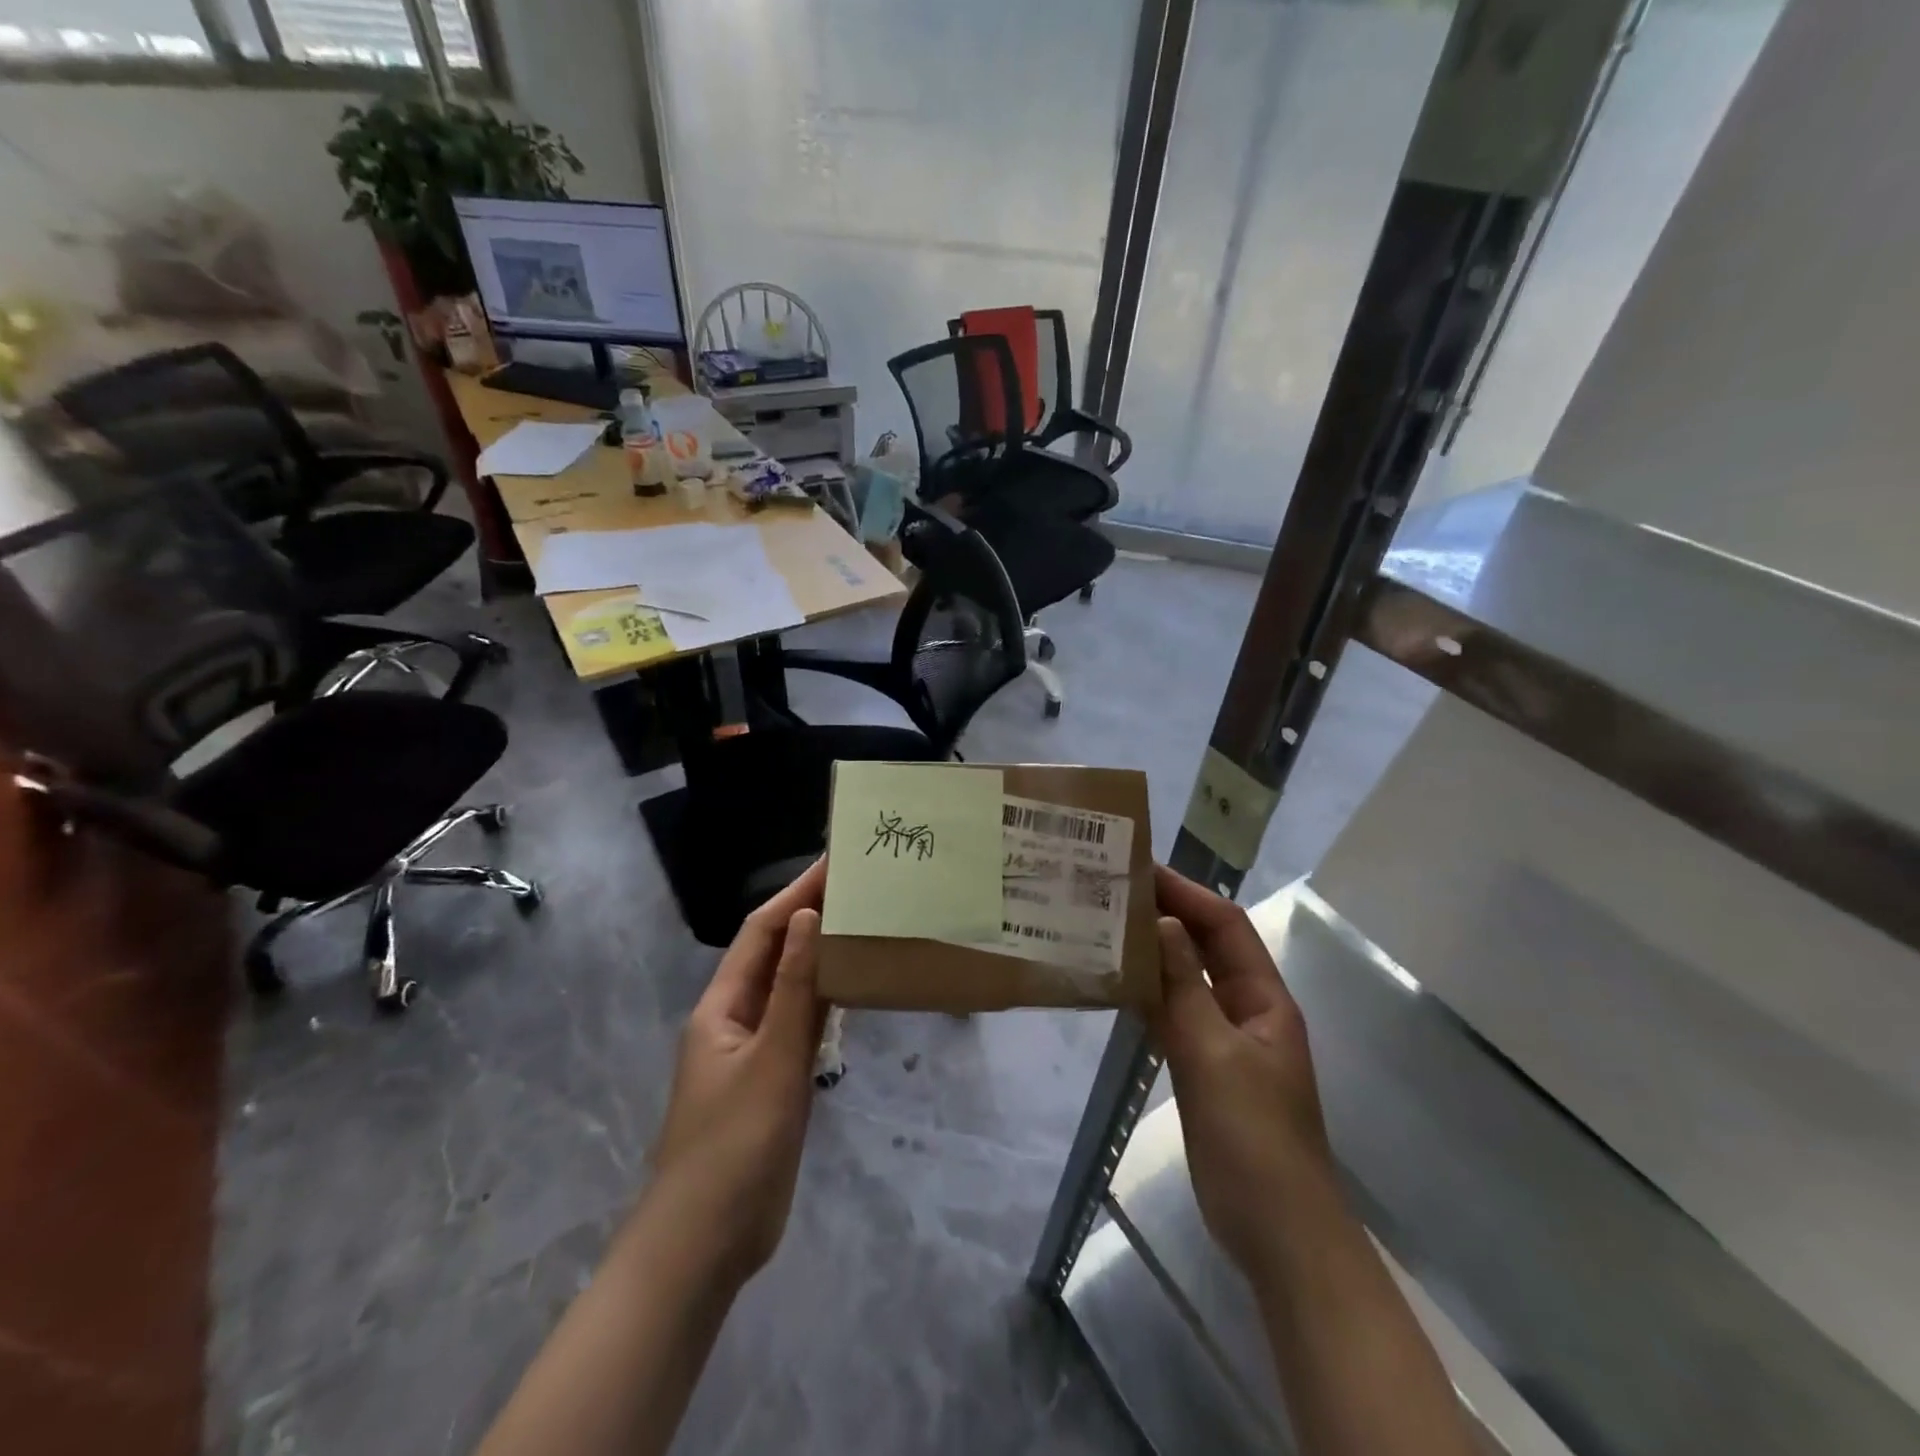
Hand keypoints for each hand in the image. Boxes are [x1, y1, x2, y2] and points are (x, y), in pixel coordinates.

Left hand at [647, 859, 827, 1285]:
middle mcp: (736, 1019)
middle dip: (811, 917)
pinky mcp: (774, 1081)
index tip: (834, 863)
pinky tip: (855, 989)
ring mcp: (755, 1052)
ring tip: (864, 924)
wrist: (707, 1242)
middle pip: (776, 955)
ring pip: (791, 989)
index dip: (795, 894)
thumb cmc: (734, 1144)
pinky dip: (826, 1000)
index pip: (762, 932)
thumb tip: (807, 916)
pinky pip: (802, 1025)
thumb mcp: (771, 1060)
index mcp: (722, 1006)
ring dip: (820, 956)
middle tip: (860, 887)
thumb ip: (794, 989)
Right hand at [1150, 865, 1334, 1281]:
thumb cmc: (1254, 1137)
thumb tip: (1161, 922)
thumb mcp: (1216, 1054)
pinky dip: (1147, 995)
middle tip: (1113, 891)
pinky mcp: (1201, 1068)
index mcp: (1265, 999)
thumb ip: (1186, 988)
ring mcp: (1223, 1041)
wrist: (1275, 1231)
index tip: (1142, 869)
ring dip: (1153, 954)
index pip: (1225, 927)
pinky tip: (1114, 984)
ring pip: (1186, 981)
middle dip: (1167, 916)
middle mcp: (1246, 1010)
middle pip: (1206, 948)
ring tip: (1104, 926)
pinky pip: (1172, 1016)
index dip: (1188, 894)